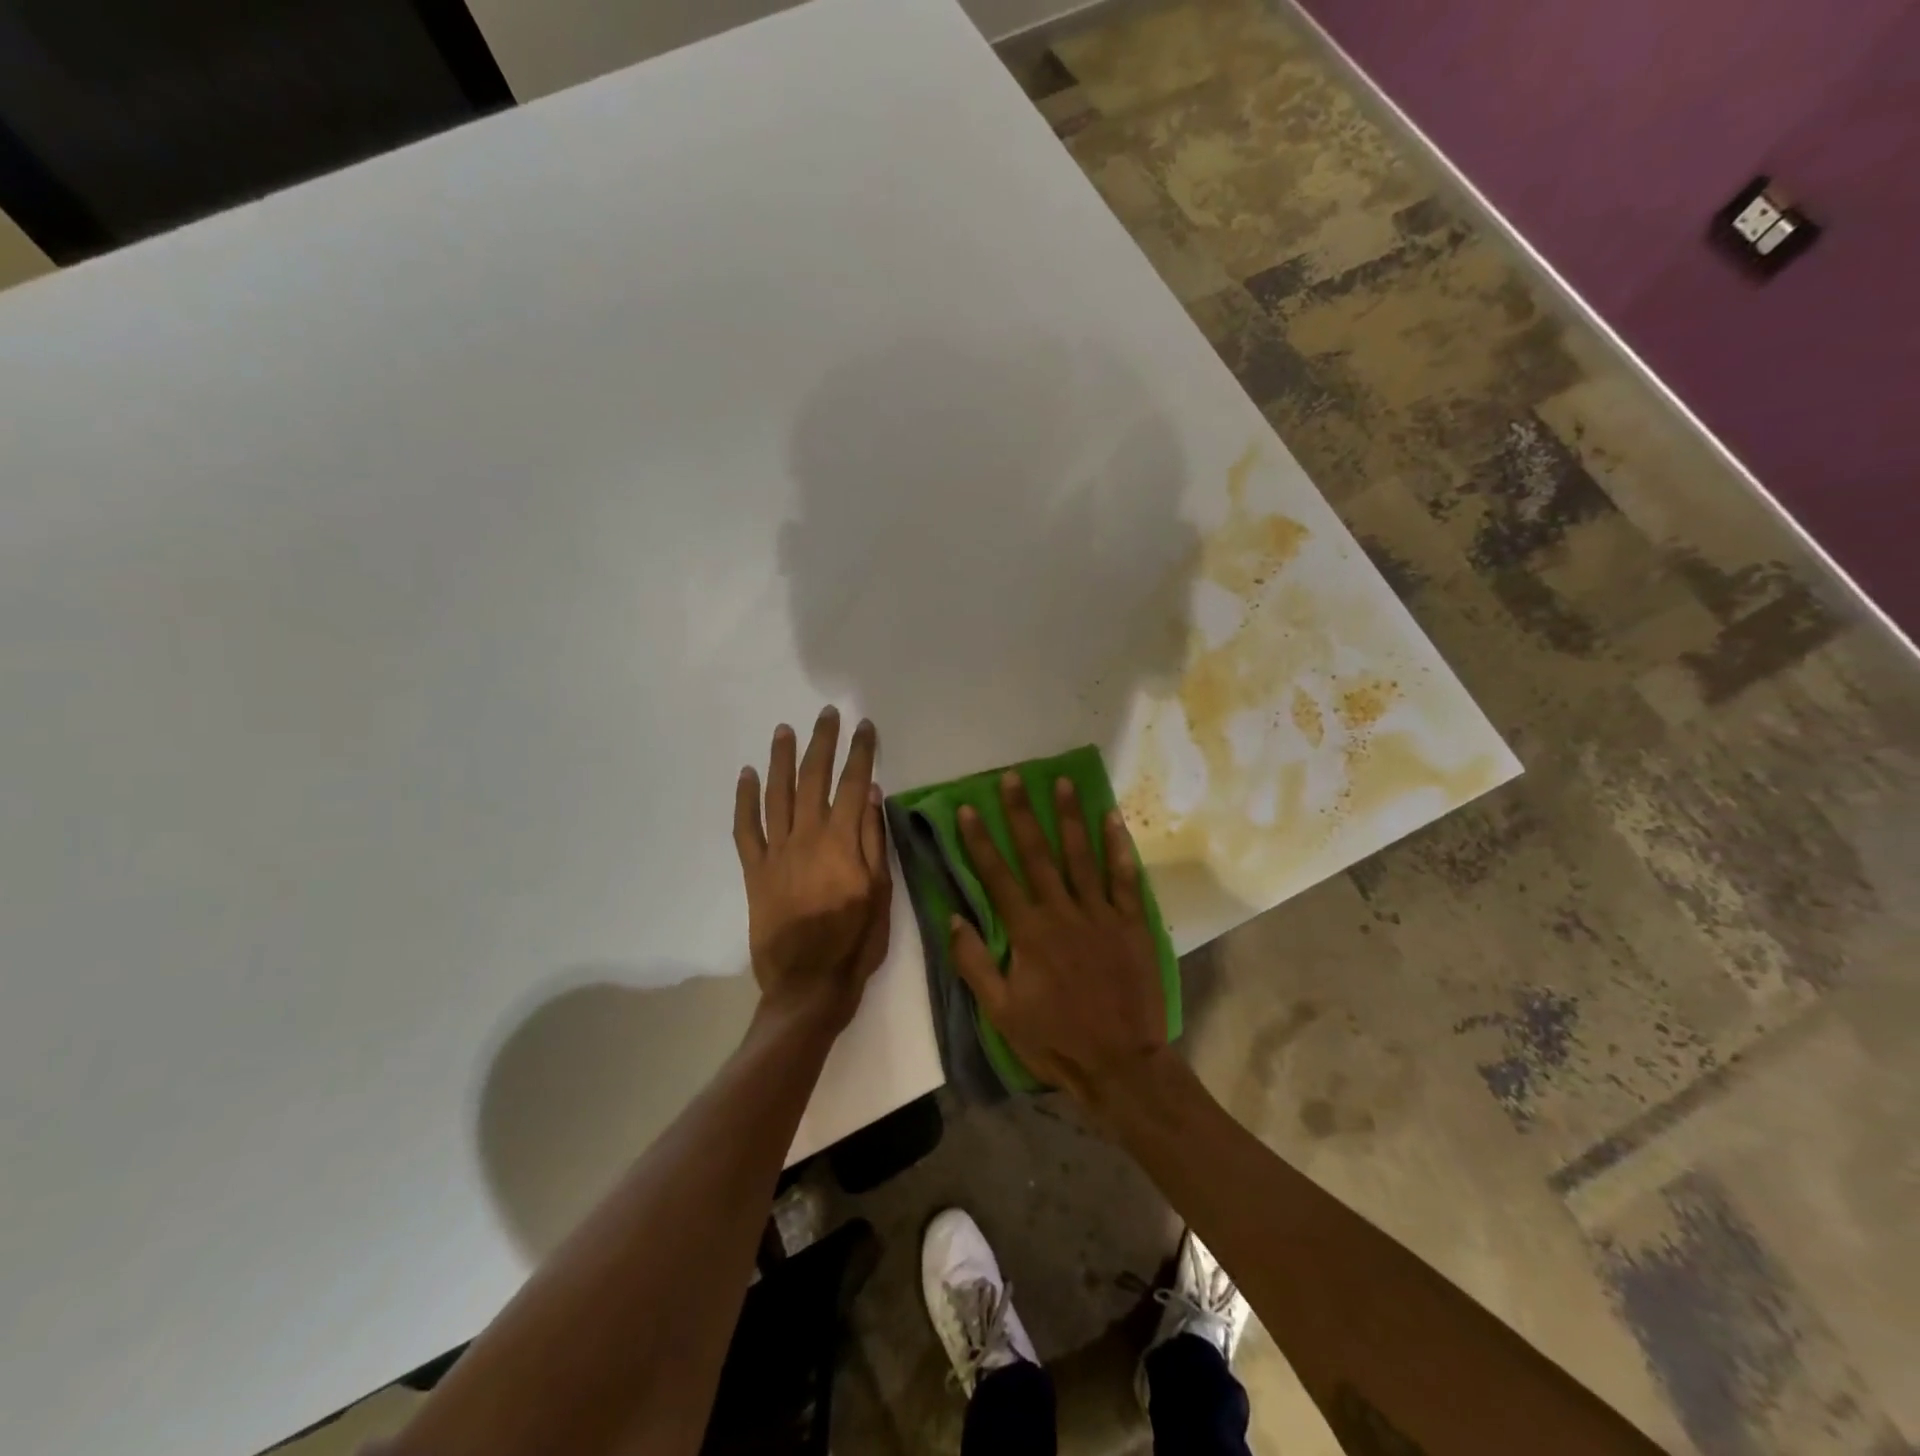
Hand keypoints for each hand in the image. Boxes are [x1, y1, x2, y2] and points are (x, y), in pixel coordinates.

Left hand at [733, 708, 891, 1031]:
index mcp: (842, 842)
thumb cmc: (855, 942)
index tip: (864, 726)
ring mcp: (776, 852)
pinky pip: (745, 828)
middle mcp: (807, 836)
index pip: (853, 783)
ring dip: (780, 758)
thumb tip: (872, 794)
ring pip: (777, 794)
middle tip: (826, 714)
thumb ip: (874, 841)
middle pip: (813, 778)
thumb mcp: (882, 893)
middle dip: (821, 742)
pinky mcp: (755, 870)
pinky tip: (745, 775)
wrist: (808, 984)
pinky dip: (744, 799)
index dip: (860, 751)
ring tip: (784, 729)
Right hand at [950, 772, 1167, 1102]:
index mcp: (1029, 932)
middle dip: (1022, 813)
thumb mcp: (1001, 1012)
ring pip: (1081, 855)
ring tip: (1062, 782)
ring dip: (1070, 816)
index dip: (980, 841)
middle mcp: (1062, 912)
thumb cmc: (1056, 1039)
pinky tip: (1112, 817)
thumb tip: (952, 918)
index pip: (997, 876)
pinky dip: (1118, 846)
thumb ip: (975, 963)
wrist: (1121, 1063)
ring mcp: (1100, 914)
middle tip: (1013, 777)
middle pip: (1038, 854)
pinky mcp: (1131, 922)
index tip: (969, 808)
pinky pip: (1125, 877)